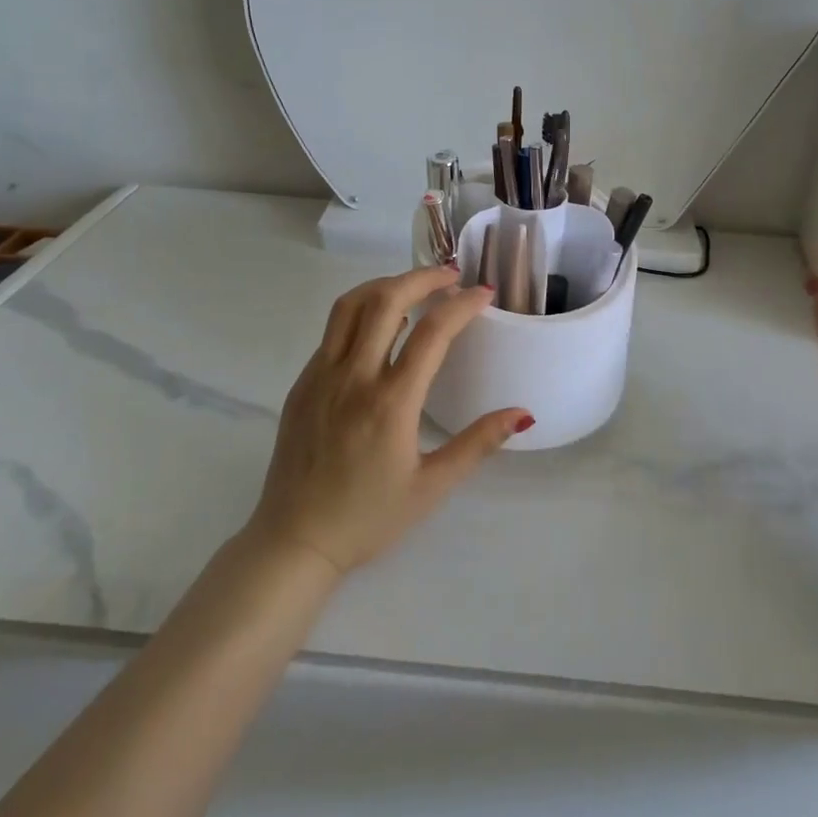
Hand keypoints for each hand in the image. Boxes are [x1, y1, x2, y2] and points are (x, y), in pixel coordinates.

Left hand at [247, 266, 531, 574]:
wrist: (294, 541)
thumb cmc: (368, 518)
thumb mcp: (432, 486)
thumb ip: (478, 444)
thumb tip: (523, 414)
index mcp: (390, 403)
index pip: (431, 332)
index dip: (462, 305)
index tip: (483, 293)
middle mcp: (353, 377)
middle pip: (385, 300)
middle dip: (422, 277)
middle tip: (450, 275)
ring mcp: (321, 376)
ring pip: (350, 305)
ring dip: (385, 285)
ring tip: (414, 287)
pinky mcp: (302, 383)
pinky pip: (333, 332)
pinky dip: (361, 312)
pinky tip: (380, 327)